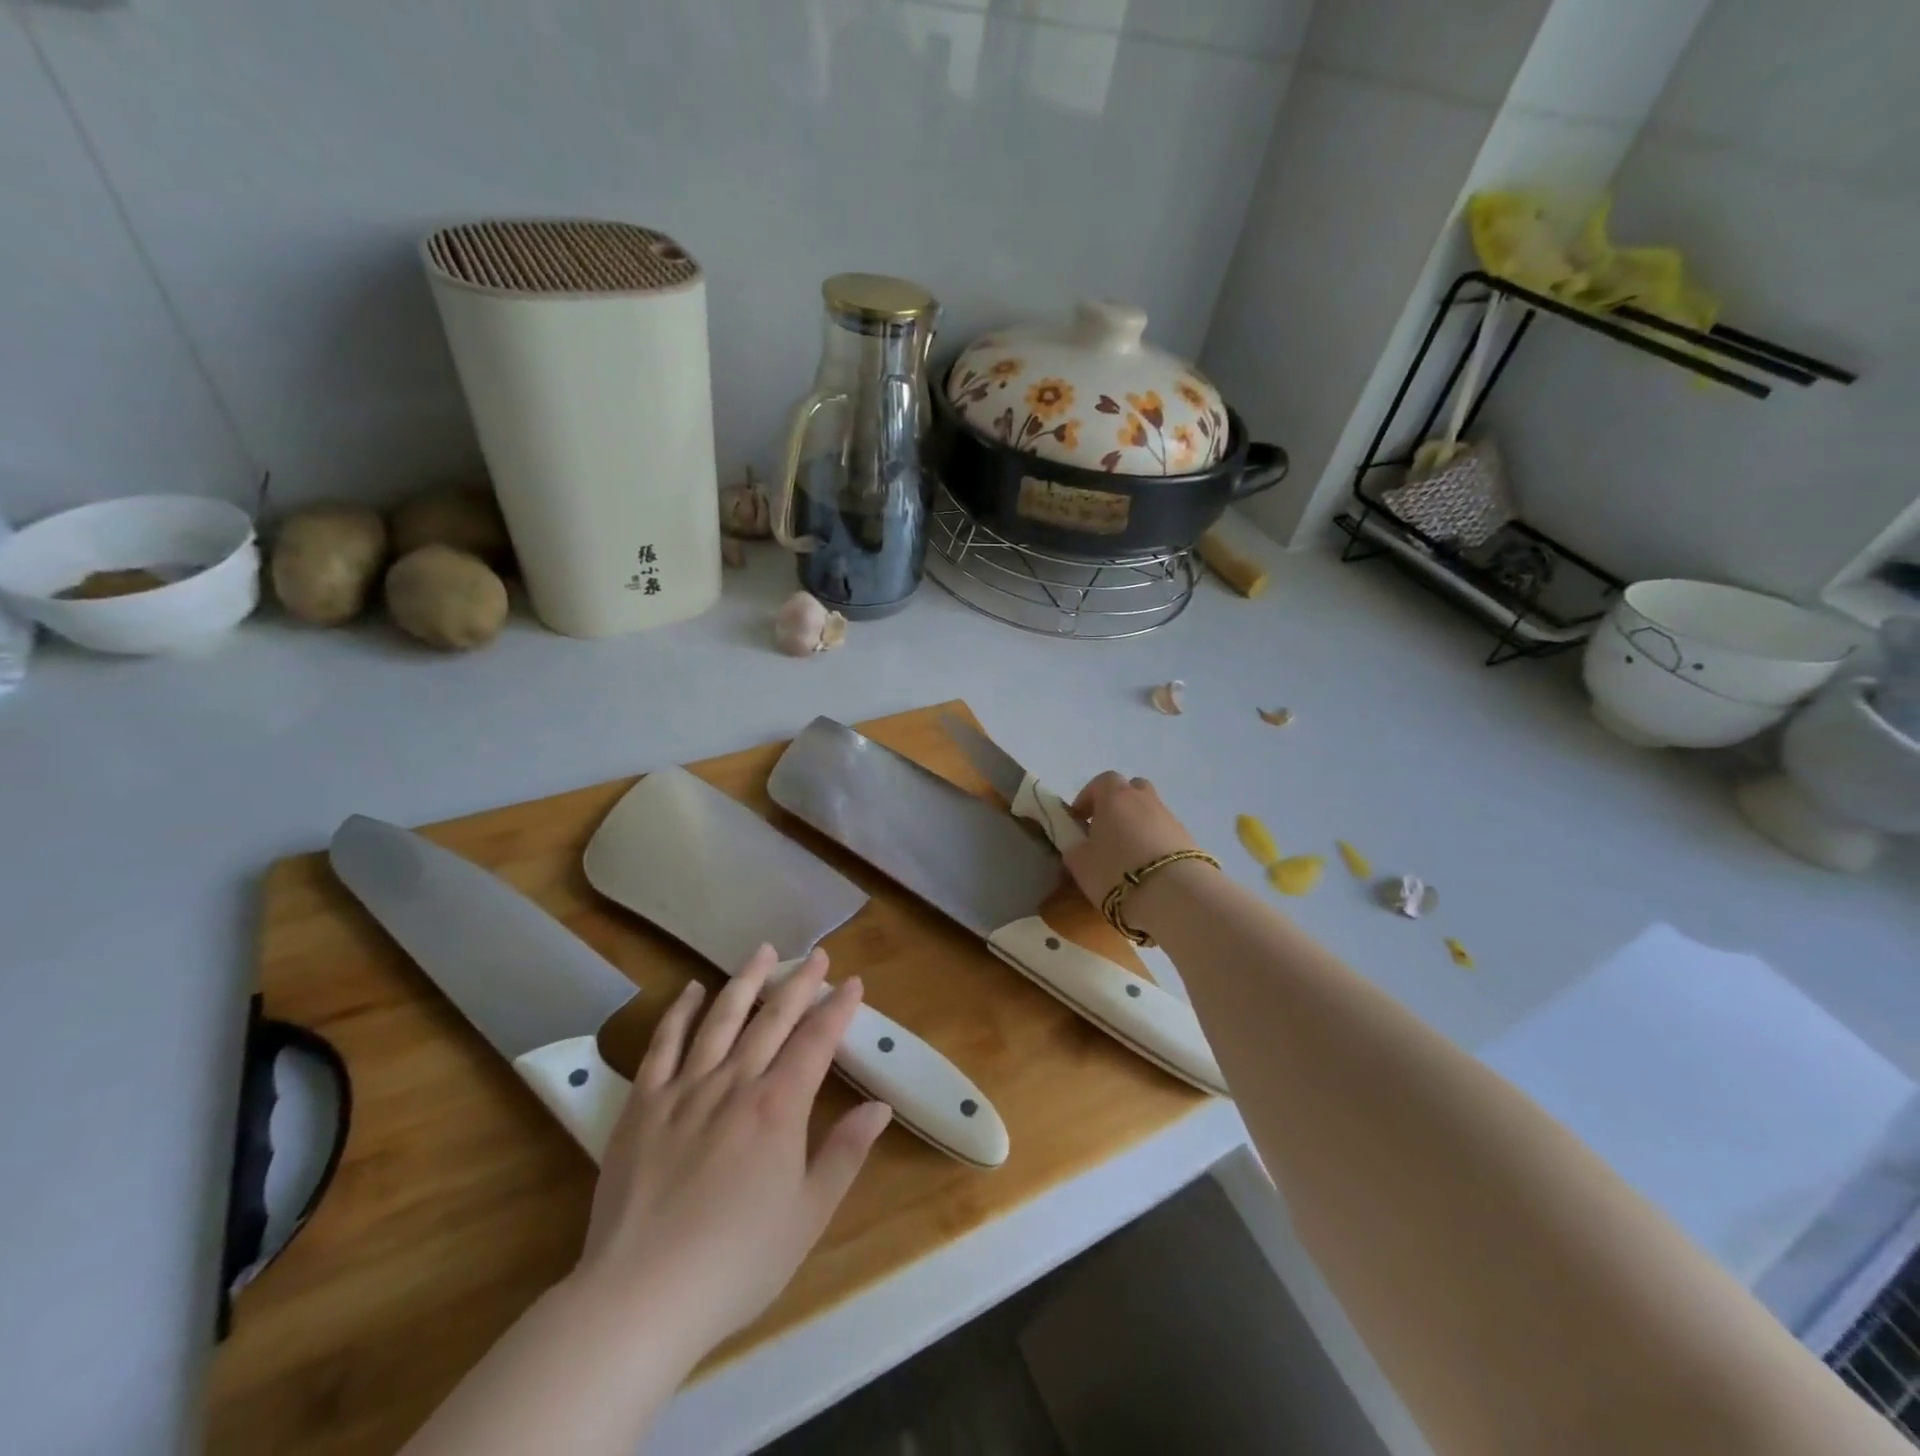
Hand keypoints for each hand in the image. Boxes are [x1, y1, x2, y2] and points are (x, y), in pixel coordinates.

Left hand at [571, 946, 892, 1369]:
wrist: (641, 1296)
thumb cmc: (737, 1262)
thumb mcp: (808, 1215)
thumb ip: (845, 1154)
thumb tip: (879, 1106)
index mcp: (779, 1107)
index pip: (816, 1042)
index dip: (837, 1009)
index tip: (852, 982)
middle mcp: (735, 1083)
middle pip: (772, 1018)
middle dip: (799, 983)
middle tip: (816, 954)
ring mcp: (685, 1089)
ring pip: (721, 1018)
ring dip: (745, 981)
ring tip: (763, 951)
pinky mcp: (642, 1104)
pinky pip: (664, 1045)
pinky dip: (679, 1012)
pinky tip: (691, 989)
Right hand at [1063, 771, 1202, 909]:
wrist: (1175, 895)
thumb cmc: (1116, 872)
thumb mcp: (1080, 864)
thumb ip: (1074, 847)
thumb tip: (1077, 843)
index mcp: (1115, 797)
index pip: (1102, 781)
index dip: (1088, 797)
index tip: (1079, 820)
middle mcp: (1144, 799)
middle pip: (1131, 789)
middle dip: (1117, 804)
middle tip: (1106, 830)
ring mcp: (1169, 818)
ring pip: (1149, 812)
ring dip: (1137, 825)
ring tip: (1127, 855)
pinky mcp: (1188, 839)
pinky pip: (1164, 833)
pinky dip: (1154, 842)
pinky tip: (1147, 868)